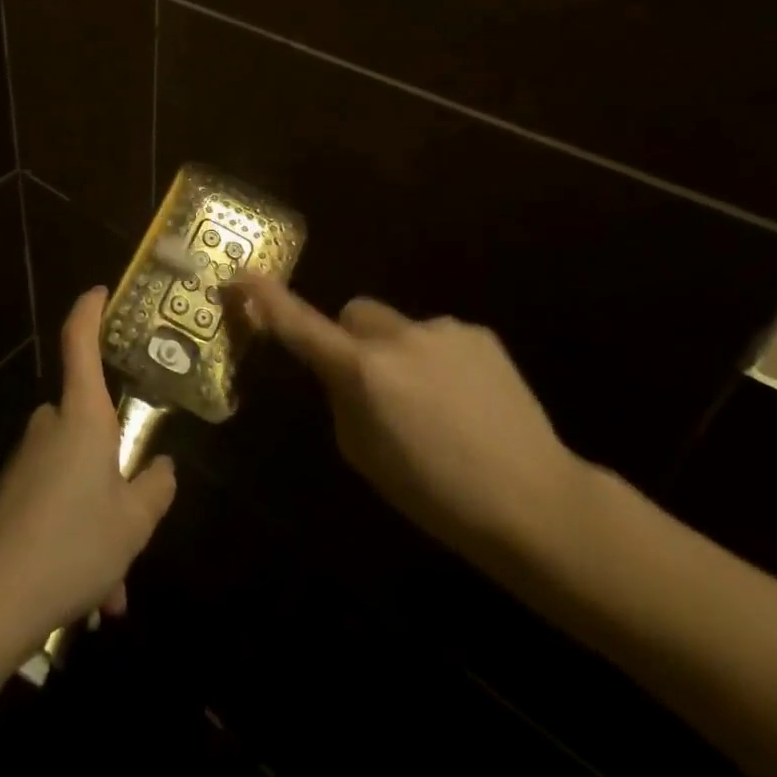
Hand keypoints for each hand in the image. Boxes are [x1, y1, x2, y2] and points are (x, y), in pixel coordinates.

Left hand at [0, 287, 177, 662]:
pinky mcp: (4, 495)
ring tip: (108, 590)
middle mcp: (48, 428)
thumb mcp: (133, 523)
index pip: (79, 343)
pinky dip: (71, 538)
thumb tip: (161, 467)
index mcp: (81, 417)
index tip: (100, 292)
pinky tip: (81, 596)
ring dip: (95, 522)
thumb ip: (155, 489)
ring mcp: (22, 461)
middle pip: (90, 428)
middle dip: (115, 474)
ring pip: (75, 479)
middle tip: (133, 528)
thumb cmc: (72, 545)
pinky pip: (51, 504)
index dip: (89, 311)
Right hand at [237, 276, 587, 565]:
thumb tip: (341, 372)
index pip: (301, 325)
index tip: (242, 275)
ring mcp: (442, 329)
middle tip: (372, 383)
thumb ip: (342, 399)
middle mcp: (398, 336)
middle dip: (351, 338)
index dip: (268, 300)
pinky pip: (438, 337)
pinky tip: (466, 401)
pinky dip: (437, 360)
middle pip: (354, 313)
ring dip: (399, 353)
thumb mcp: (363, 453)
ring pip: (398, 327)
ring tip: (435, 405)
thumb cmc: (435, 493)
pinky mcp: (479, 333)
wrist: (535, 501)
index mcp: (363, 370)